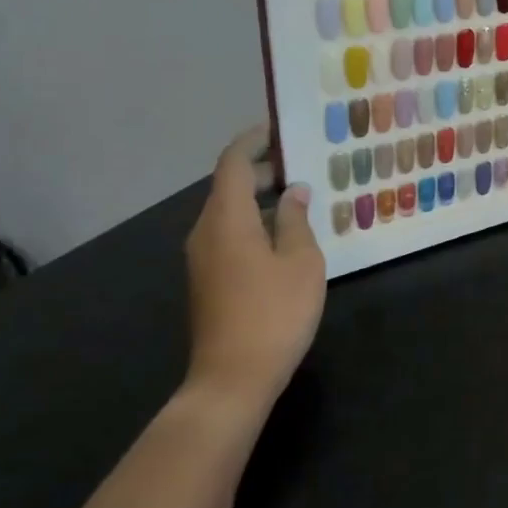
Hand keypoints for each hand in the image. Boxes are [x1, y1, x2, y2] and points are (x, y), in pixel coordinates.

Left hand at [182, 127, 324, 429]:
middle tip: (304, 162)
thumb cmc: (274, 313)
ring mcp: (203, 258)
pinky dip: (255, 221)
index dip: (255, 140)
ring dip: (261, 198)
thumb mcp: (300, 260)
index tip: (280, 128)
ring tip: (302, 195)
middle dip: (264, 169)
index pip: (233, 163)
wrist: (232, 379)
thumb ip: (296, 220)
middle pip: (229, 186)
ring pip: (230, 212)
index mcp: (227, 218)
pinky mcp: (208, 280)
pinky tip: (286, 234)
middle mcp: (206, 231)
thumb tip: (294, 191)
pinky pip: (229, 234)